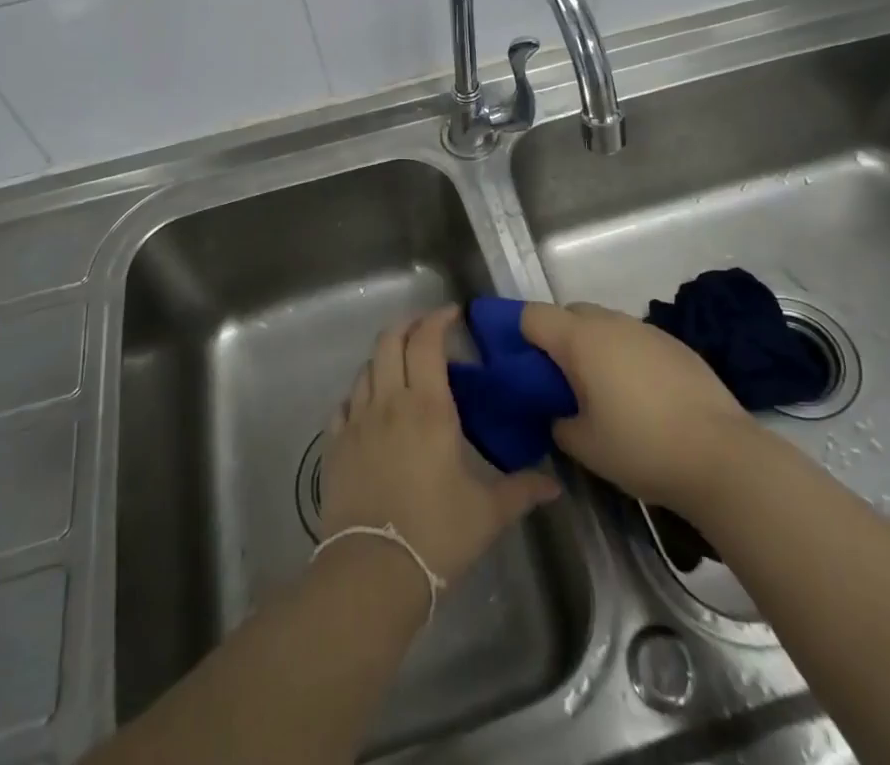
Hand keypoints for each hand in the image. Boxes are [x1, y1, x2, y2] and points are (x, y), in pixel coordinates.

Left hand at [320, 306, 560, 581]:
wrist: (371, 573)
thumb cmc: (436, 535)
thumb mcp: (487, 513)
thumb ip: (521, 491)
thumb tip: (554, 485)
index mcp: (428, 406)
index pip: (427, 341)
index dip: (438, 319)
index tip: (453, 314)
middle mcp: (389, 401)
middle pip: (390, 341)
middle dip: (408, 326)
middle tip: (427, 331)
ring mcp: (357, 421)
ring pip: (366, 368)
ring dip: (384, 357)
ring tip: (402, 368)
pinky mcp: (335, 445)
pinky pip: (344, 403)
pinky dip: (359, 394)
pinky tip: (370, 407)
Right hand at [520, 301, 752, 511]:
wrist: (722, 456)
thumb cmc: (641, 447)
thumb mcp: (583, 445)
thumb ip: (557, 421)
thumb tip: (558, 412)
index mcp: (580, 339)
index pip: (531, 315)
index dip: (515, 333)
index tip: (513, 362)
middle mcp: (610, 322)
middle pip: (568, 314)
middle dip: (555, 338)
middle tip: (556, 381)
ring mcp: (646, 330)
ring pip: (603, 325)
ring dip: (592, 346)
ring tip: (599, 391)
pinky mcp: (675, 344)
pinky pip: (633, 339)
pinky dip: (623, 356)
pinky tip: (638, 396)